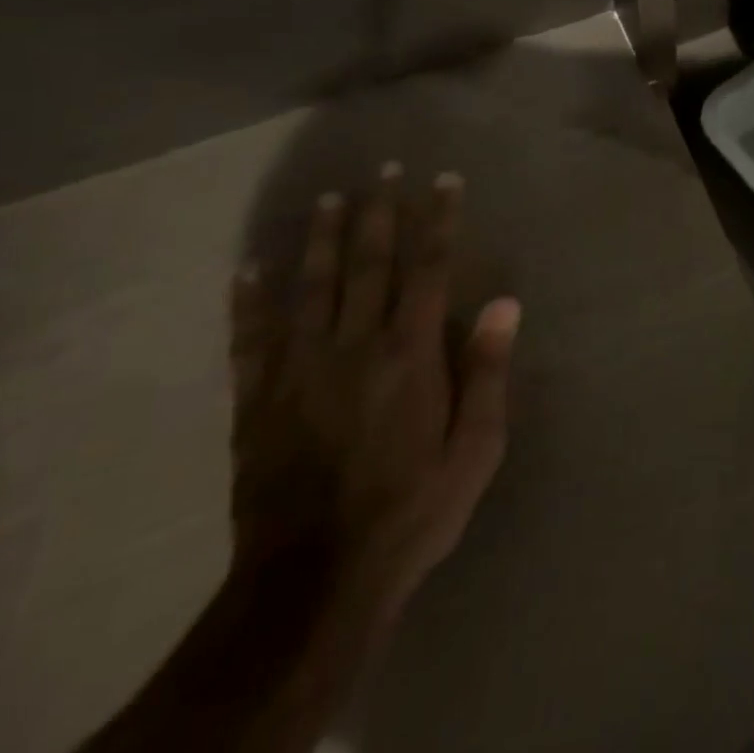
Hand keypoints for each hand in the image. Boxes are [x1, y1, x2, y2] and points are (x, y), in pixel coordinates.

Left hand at [229, 165, 519, 618]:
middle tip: (385, 168)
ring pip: (312, 287)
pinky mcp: (257, 401)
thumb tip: (507, 303)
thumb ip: (488, 372)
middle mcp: (355, 346)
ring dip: (322, 238)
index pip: (428, 269)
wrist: (312, 583)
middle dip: (380, 211)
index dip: (438, 220)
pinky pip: (250, 339)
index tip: (444, 180)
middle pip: (369, 264)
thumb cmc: (411, 511)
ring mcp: (299, 370)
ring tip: (329, 198)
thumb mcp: (475, 450)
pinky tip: (247, 269)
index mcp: (410, 354)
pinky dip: (248, 302)